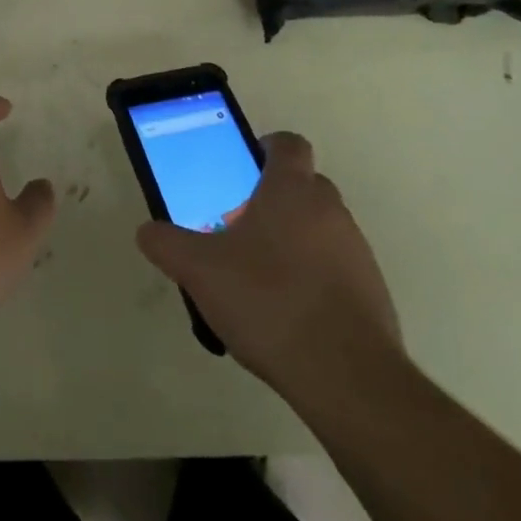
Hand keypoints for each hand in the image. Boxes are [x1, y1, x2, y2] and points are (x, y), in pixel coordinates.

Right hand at [136, 133, 400, 400]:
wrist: (347, 377)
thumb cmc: (269, 300)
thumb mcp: (200, 270)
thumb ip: (168, 244)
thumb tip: (147, 232)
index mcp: (292, 189)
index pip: (288, 144)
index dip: (266, 148)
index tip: (243, 170)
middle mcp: (330, 210)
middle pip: (304, 186)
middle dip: (273, 200)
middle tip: (239, 227)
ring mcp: (357, 252)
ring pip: (321, 229)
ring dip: (294, 240)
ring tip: (260, 278)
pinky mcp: (373, 293)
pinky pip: (337, 269)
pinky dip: (314, 278)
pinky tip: (288, 314)